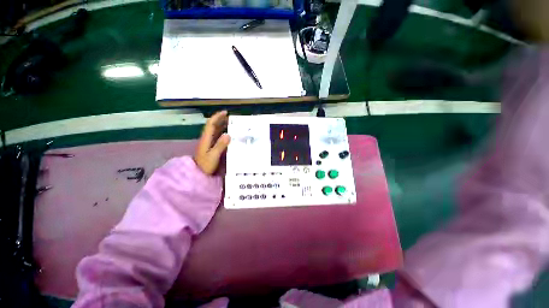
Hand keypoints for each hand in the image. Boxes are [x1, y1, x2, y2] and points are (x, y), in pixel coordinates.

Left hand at [194, 111, 230, 174]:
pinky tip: (228, 135)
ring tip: (231, 124)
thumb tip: (228, 134)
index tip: (225, 112)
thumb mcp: (213, 156)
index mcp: (206, 139)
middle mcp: (206, 139)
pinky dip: (223, 133)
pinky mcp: (210, 148)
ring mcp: (208, 143)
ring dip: (222, 126)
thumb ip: (220, 145)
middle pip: (213, 126)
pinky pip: (217, 137)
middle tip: (231, 118)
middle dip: (221, 120)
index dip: (217, 117)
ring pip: (215, 131)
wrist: (198, 175)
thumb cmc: (205, 166)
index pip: (211, 124)